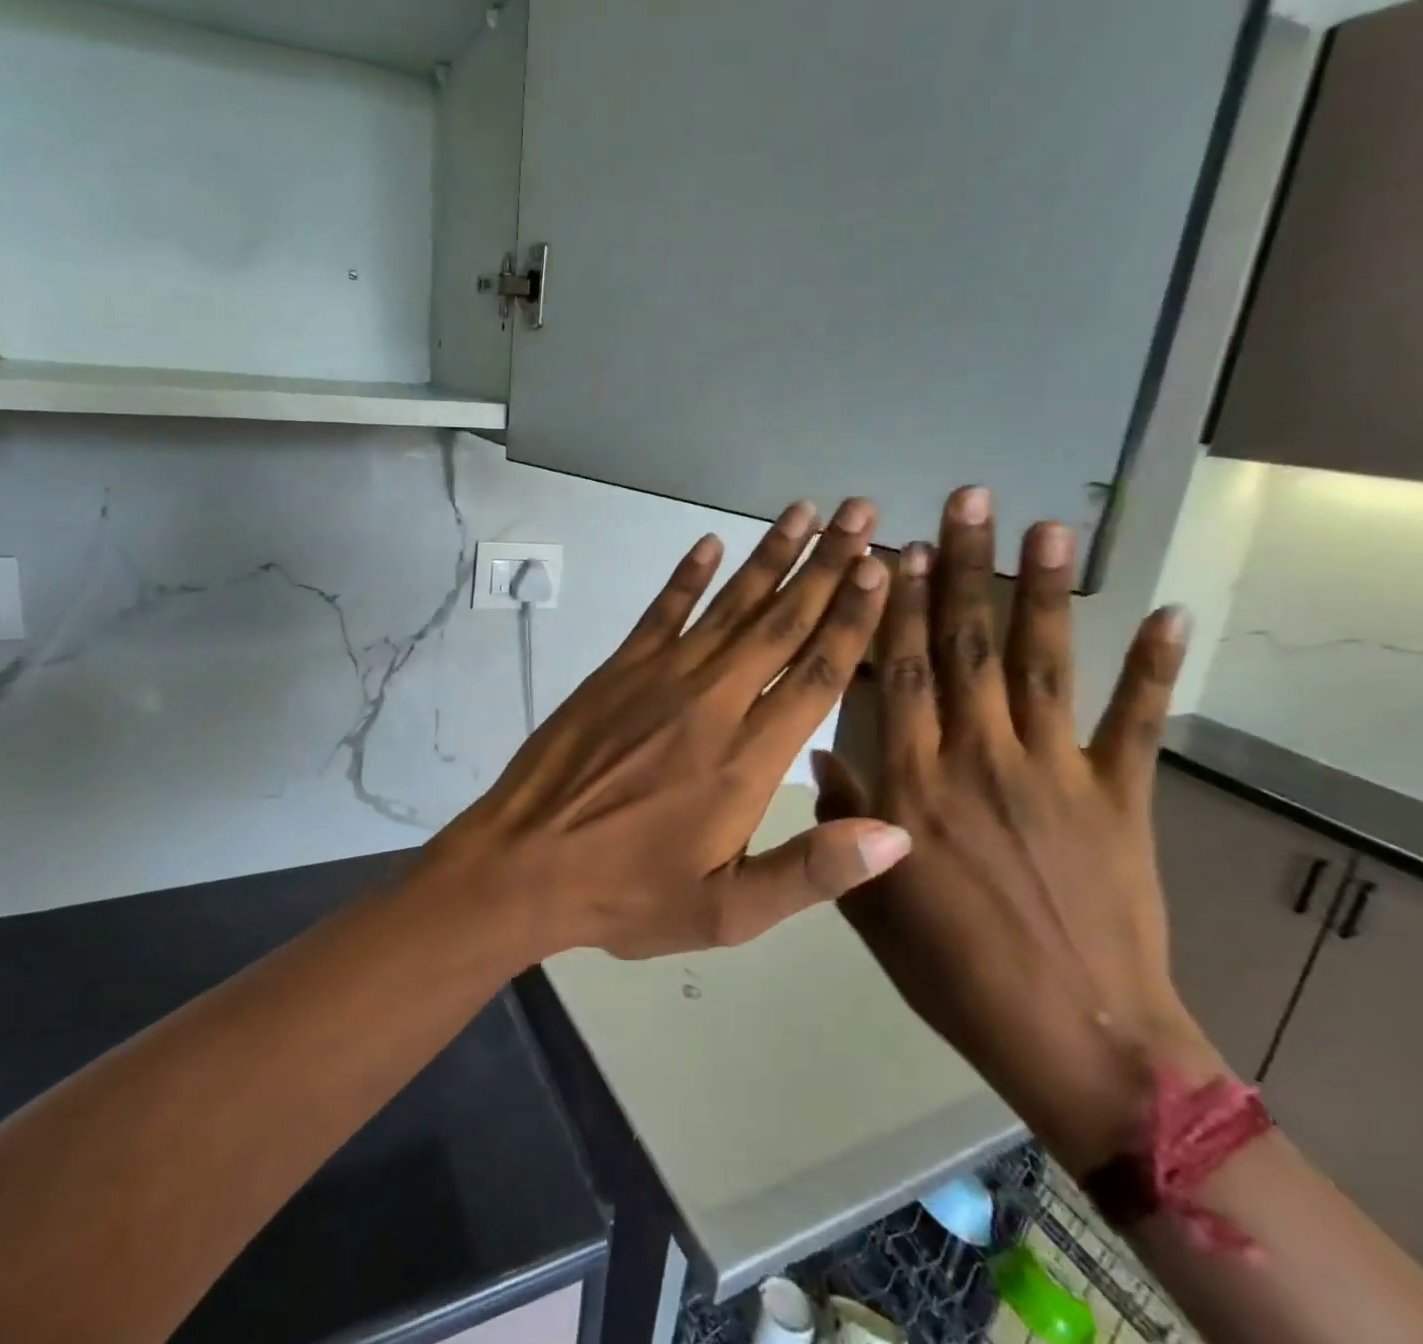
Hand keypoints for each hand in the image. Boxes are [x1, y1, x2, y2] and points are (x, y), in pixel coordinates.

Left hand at [431, 498, 912, 964]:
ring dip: (770, 556)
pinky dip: (686, 575)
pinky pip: (660, 611)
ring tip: (805, 511)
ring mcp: (659, 677)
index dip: (853, 619)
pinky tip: (709, 541)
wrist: (525, 863)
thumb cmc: (628, 892)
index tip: (879, 569)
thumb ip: (811, 871)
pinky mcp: (617, 670)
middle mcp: (711, 702)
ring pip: (729, 606)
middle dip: (827, 566)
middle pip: (781, 623)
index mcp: (747, 759)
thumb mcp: (725, 912)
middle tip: (862, 513)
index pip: (818, 674)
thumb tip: (897, 832)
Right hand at [815, 486, 1224, 1172]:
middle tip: (964, 500)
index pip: (899, 674)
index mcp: (913, 783)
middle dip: (960, 569)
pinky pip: (1134, 723)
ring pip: (1040, 664)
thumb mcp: (870, 903)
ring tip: (1046, 526)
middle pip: (964, 647)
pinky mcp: (1119, 796)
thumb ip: (845, 818)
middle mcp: (977, 758)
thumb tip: (818, 752)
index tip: (894, 550)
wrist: (1072, 1035)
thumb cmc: (951, 969)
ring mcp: (1054, 771)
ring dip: (1042, 591)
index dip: (893, 607)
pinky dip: (1153, 668)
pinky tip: (1165, 614)